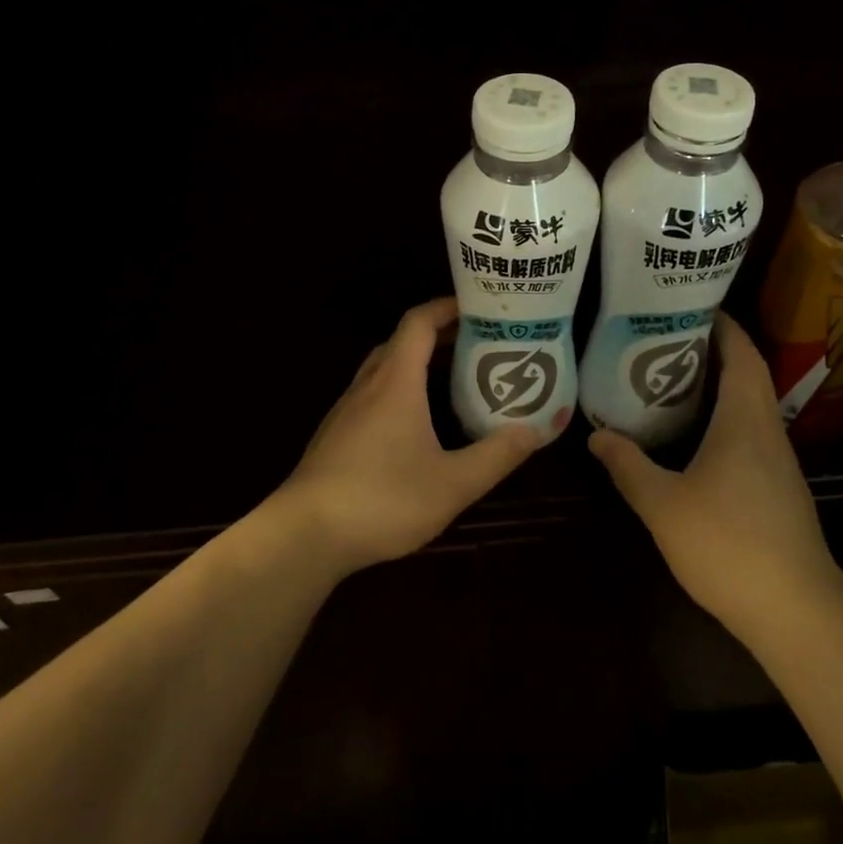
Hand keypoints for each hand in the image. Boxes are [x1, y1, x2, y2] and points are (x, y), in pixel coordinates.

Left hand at [274, 298, 546, 575]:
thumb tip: (538, 428)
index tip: (481, 307)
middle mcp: (368, 386)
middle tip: (478, 344)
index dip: (448, 307)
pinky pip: (373, 395)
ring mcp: (346, 410)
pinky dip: (400, 390)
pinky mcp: (336, 435)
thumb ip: (498, 454)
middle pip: (402, 341)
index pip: (419, 322)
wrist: (304, 536)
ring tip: (454, 379)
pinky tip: (417, 423)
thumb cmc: (382, 500)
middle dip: (439, 335)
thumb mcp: (453, 483)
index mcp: (396, 382)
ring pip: (385, 369)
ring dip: (418, 363)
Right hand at [588, 313, 842, 644]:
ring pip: (750, 406)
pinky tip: (696, 436)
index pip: (742, 355)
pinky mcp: (779, 490)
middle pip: (748, 374)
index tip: (691, 305)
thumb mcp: (663, 504)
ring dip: (720, 385)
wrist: (797, 612)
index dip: (723, 325)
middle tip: (667, 338)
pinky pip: (750, 434)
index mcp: (745, 420)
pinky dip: (725, 418)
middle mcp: (768, 431)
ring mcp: (779, 463)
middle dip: (714, 350)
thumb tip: (596, 436)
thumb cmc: (729, 545)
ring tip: (673, 379)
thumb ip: (628, 466)